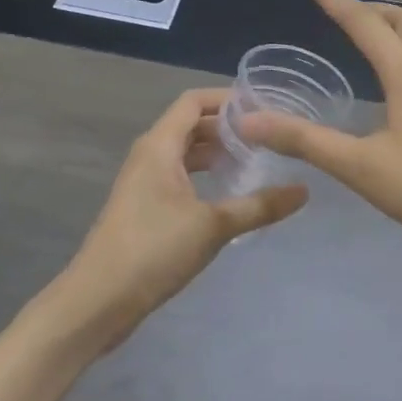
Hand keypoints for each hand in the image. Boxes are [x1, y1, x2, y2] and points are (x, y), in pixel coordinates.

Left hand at [58, 89, 307, 348]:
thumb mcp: (214, 226)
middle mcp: (150, 155)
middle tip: (269, 136)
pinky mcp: (144, 207)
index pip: (194, 101)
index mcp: (160, 146)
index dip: (228, 99)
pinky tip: (229, 193)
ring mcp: (144, 182)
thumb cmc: (153, 250)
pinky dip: (204, 175)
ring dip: (217, 152)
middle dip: (228, 127)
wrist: (97, 301)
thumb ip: (259, 205)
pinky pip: (179, 176)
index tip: (264, 107)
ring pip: (185, 153)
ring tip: (256, 161)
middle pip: (191, 125)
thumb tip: (304, 190)